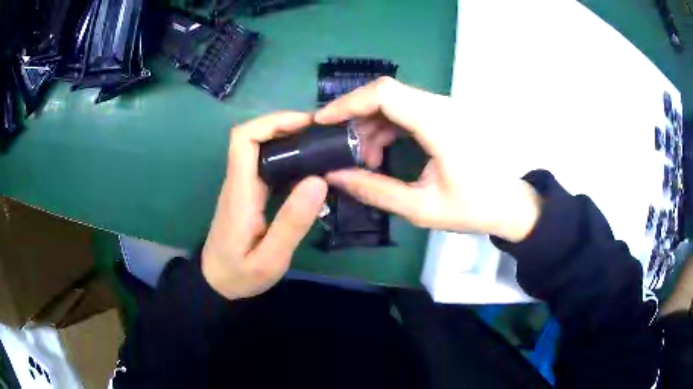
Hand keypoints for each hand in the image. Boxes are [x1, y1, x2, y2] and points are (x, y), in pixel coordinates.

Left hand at [202, 112, 327, 299]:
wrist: (217, 283)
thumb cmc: (240, 274)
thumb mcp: (270, 259)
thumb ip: (292, 223)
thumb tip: (318, 180)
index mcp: (240, 192)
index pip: (243, 139)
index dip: (272, 122)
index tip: (304, 124)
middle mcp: (238, 182)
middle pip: (253, 137)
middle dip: (286, 126)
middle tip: (321, 133)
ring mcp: (242, 187)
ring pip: (260, 148)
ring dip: (288, 139)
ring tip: (321, 145)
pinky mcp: (248, 194)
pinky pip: (266, 164)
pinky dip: (287, 157)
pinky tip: (309, 166)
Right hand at [315, 77, 540, 241]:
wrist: (511, 203)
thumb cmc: (474, 208)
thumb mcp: (421, 208)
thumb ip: (375, 190)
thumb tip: (334, 176)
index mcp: (439, 124)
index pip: (384, 93)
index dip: (348, 102)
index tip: (323, 122)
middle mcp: (442, 106)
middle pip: (386, 94)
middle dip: (356, 119)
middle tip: (343, 150)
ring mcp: (445, 108)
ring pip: (395, 102)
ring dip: (372, 126)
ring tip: (366, 161)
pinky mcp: (446, 115)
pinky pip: (407, 111)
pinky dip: (387, 128)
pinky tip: (383, 154)